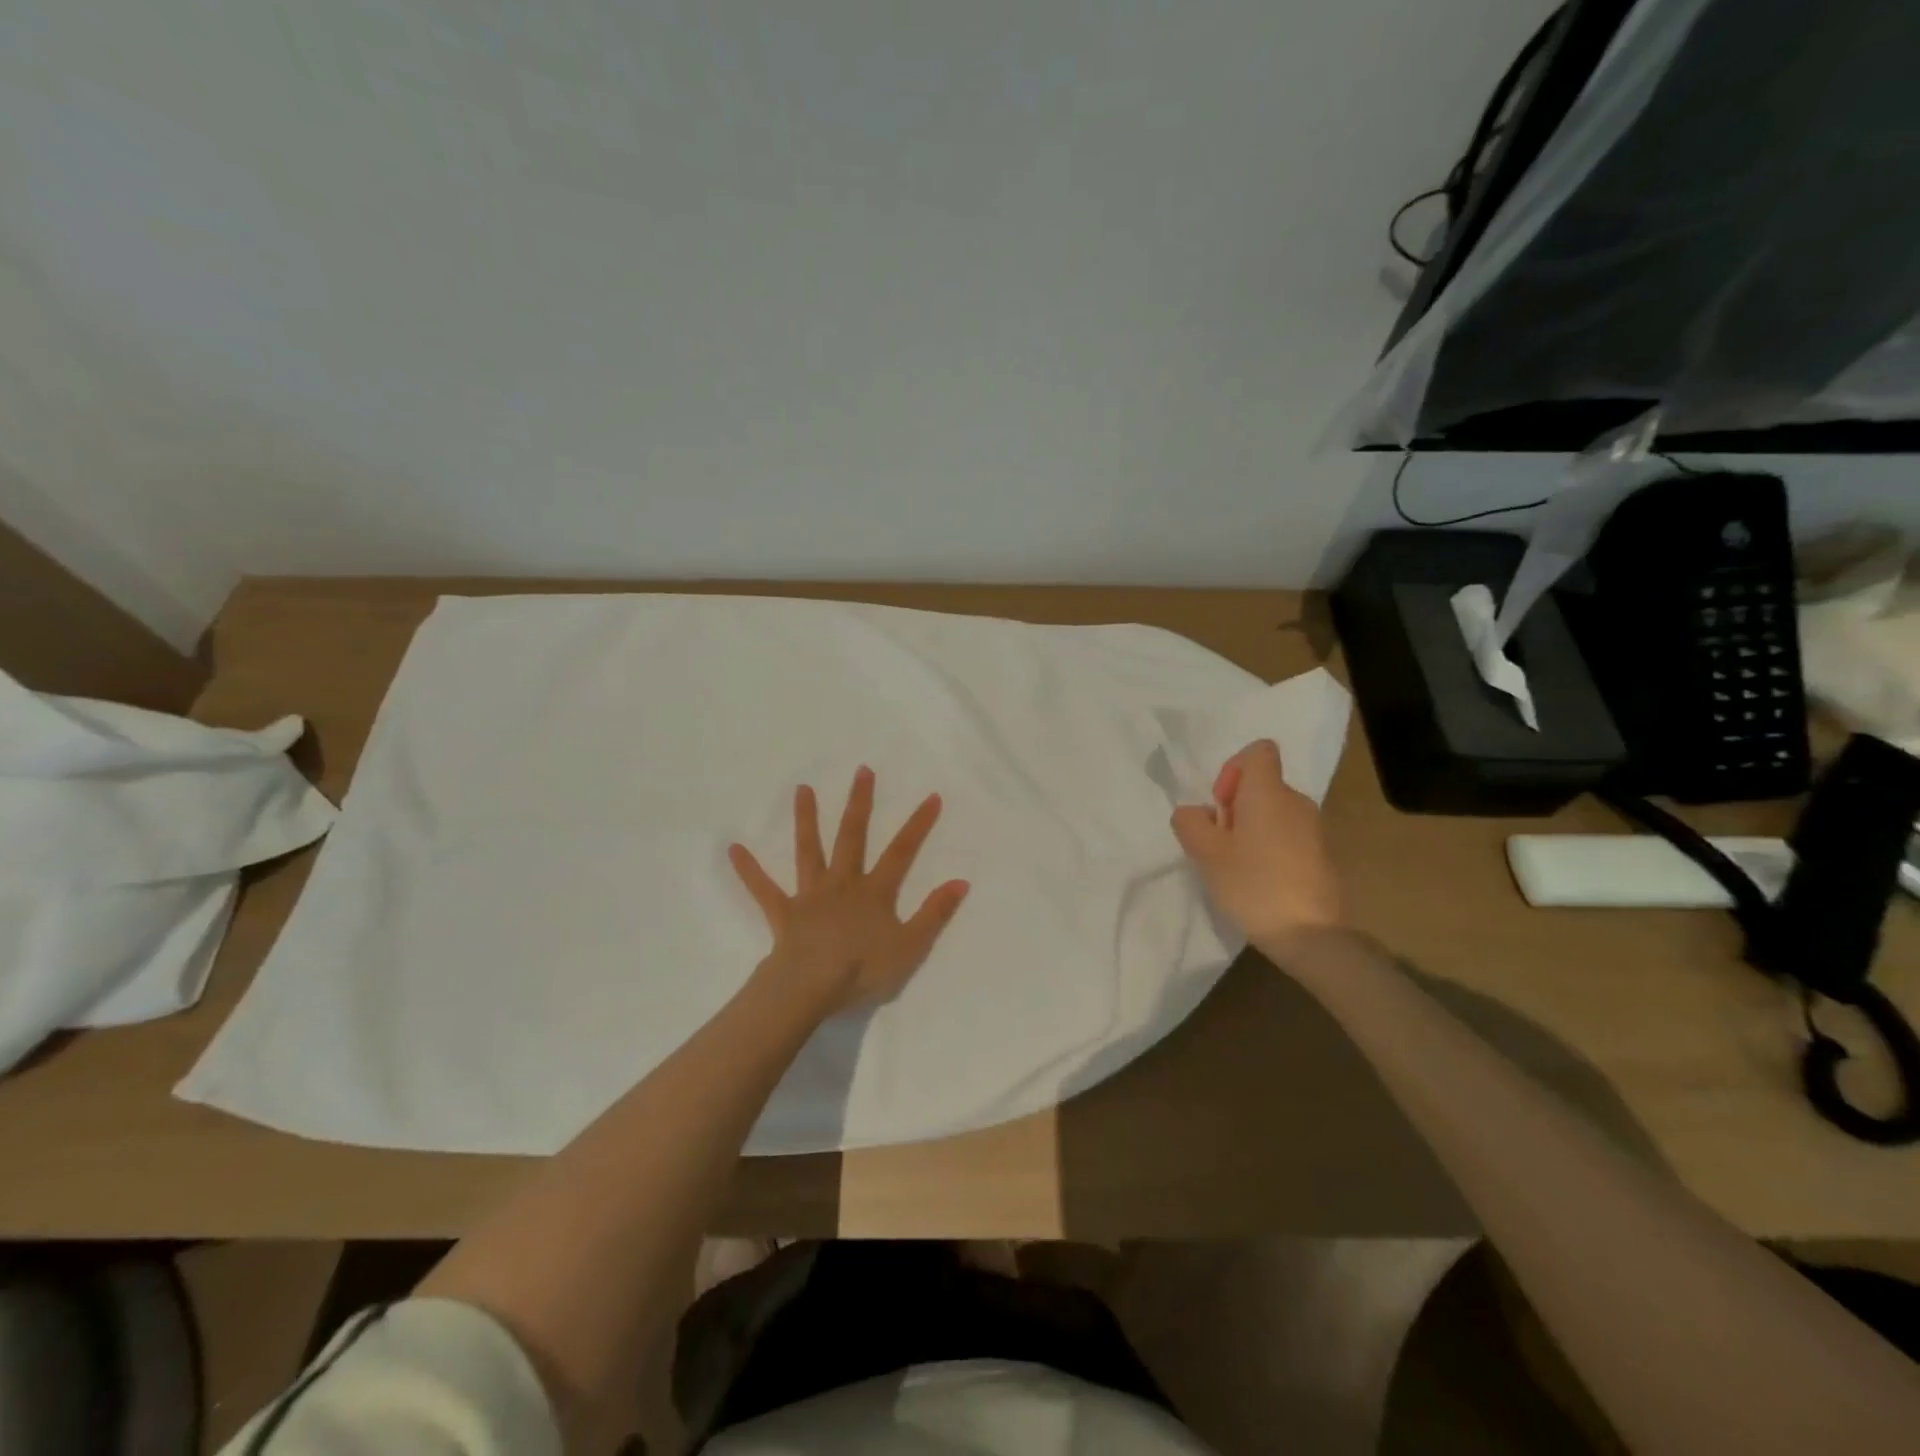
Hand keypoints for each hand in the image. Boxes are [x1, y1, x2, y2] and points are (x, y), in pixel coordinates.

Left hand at [729, 767, 969, 1017]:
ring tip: (802, 789)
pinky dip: (749, 870)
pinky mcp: (783, 912)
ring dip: (806, 819)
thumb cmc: (862, 969)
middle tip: (862, 770)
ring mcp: (810, 894)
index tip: (931, 796)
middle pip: (852, 836)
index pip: (902, 852)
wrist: (811, 987)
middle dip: (860, 803)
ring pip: (809, 850)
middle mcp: (843, 883)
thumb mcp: (910, 946)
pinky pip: (763, 889)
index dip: (918, 825)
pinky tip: (733, 849)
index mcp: (874, 892)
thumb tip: (961, 881)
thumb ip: (935, 913)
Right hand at [1171, 739, 1343, 951]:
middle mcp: (1296, 801)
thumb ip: (1190, 822)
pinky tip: (1259, 881)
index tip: (1222, 805)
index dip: (1233, 770)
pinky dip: (1268, 848)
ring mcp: (1313, 829)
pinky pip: (1286, 835)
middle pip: (1261, 785)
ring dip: (1250, 829)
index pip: (1258, 751)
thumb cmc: (1253, 884)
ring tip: (1236, 866)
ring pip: (1273, 812)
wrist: (1311, 935)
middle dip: (1235, 806)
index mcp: (1269, 792)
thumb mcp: (1205, 852)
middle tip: (1220, 843)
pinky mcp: (1320, 855)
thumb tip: (1195, 813)